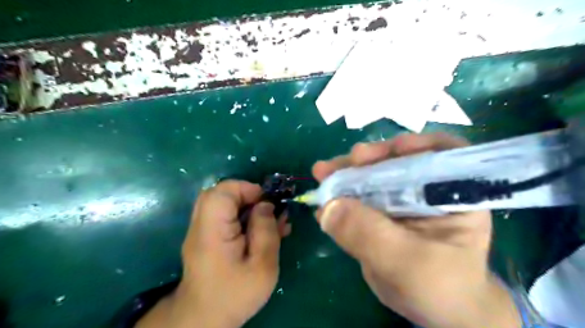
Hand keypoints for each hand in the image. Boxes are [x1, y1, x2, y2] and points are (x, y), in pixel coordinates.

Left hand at [137, 180, 292, 327]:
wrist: (205, 319)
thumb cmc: (235, 295)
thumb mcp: (262, 266)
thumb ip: (266, 231)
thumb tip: (266, 205)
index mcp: (212, 231)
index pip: (222, 192)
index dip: (247, 189)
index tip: (267, 203)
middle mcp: (201, 225)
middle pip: (220, 193)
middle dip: (248, 196)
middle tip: (267, 210)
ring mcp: (201, 230)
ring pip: (222, 203)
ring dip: (246, 205)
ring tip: (268, 220)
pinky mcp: (206, 237)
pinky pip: (223, 215)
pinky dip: (241, 215)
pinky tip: (260, 229)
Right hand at [313, 133, 517, 327]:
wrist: (434, 310)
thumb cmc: (439, 288)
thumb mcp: (407, 264)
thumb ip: (369, 234)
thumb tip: (328, 206)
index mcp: (451, 193)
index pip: (441, 153)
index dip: (415, 144)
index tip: (390, 149)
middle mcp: (426, 189)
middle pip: (396, 160)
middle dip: (366, 159)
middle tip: (337, 164)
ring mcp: (400, 199)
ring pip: (372, 176)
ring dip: (346, 174)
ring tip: (322, 174)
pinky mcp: (380, 211)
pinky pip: (358, 197)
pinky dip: (340, 197)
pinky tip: (322, 203)